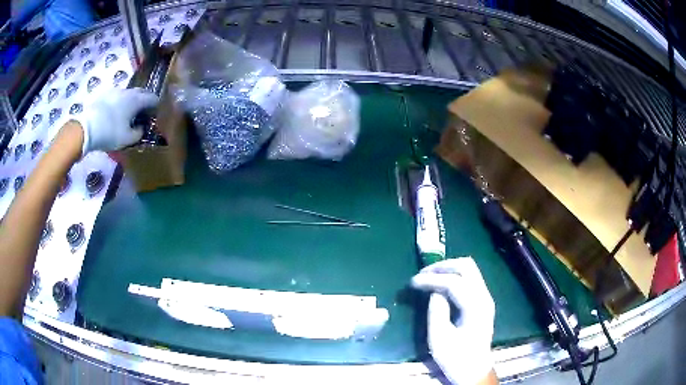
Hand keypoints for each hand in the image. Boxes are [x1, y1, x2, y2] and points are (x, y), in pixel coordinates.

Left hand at [76, 88, 158, 154]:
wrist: (86, 128)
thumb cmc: (110, 133)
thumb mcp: (127, 139)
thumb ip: (138, 133)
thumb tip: (141, 128)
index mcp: (136, 100)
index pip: (153, 98)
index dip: (156, 106)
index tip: (155, 114)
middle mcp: (128, 92)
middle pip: (141, 92)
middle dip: (144, 100)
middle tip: (143, 112)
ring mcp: (115, 91)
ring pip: (128, 94)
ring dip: (131, 101)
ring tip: (128, 113)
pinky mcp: (104, 94)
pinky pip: (117, 97)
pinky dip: (120, 102)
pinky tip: (115, 113)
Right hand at [412, 258, 495, 384]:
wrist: (475, 370)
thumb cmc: (456, 358)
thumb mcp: (439, 340)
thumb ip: (436, 313)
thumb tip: (433, 292)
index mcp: (475, 308)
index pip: (454, 282)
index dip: (432, 279)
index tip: (412, 282)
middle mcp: (484, 297)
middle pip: (466, 266)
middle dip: (442, 266)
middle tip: (422, 274)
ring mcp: (485, 298)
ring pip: (469, 269)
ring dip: (448, 269)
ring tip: (429, 277)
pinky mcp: (482, 302)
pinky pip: (469, 278)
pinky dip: (453, 276)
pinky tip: (441, 285)